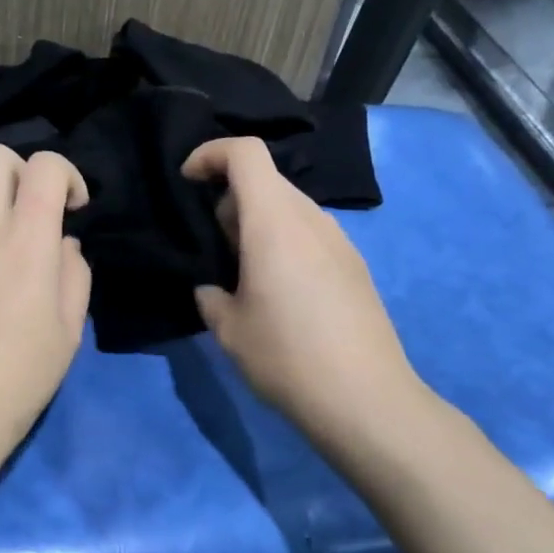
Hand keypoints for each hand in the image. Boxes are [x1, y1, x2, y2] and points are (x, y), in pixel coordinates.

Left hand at [0, 145, 91, 474]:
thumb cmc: (19, 378)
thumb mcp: (68, 331)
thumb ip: (74, 275)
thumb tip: (62, 248)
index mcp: (24, 242)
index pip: (42, 166)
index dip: (67, 174)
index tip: (75, 210)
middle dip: (24, 170)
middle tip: (40, 214)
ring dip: (0, 210)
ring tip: (14, 262)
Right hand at [183, 137, 432, 460]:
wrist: (366, 400)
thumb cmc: (286, 356)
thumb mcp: (228, 328)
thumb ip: (210, 294)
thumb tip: (212, 286)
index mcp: (274, 221)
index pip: (245, 153)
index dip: (210, 154)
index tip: (187, 182)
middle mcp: (311, 219)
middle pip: (266, 181)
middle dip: (229, 199)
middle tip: (211, 245)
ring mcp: (340, 241)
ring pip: (289, 209)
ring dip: (258, 223)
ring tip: (243, 272)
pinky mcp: (355, 266)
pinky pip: (310, 234)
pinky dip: (284, 242)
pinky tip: (280, 292)